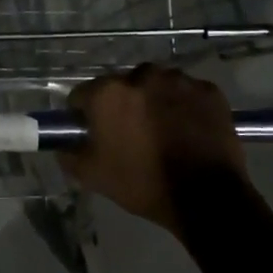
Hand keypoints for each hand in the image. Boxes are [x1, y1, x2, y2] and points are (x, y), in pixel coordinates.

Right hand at [64, 65, 254, 234]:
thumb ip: (69, 154)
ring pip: (157, 85)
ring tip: (163, 131)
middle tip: (130, 134)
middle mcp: (143, 75)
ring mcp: (180, 81)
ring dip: (154, 101)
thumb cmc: (143, 183)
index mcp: (109, 93)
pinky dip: (184, 106)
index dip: (84, 114)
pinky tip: (188, 131)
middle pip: (122, 86)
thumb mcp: (93, 176)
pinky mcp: (209, 91)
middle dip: (122, 104)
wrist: (207, 197)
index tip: (93, 132)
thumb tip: (63, 145)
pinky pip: (187, 93)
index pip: (82, 94)